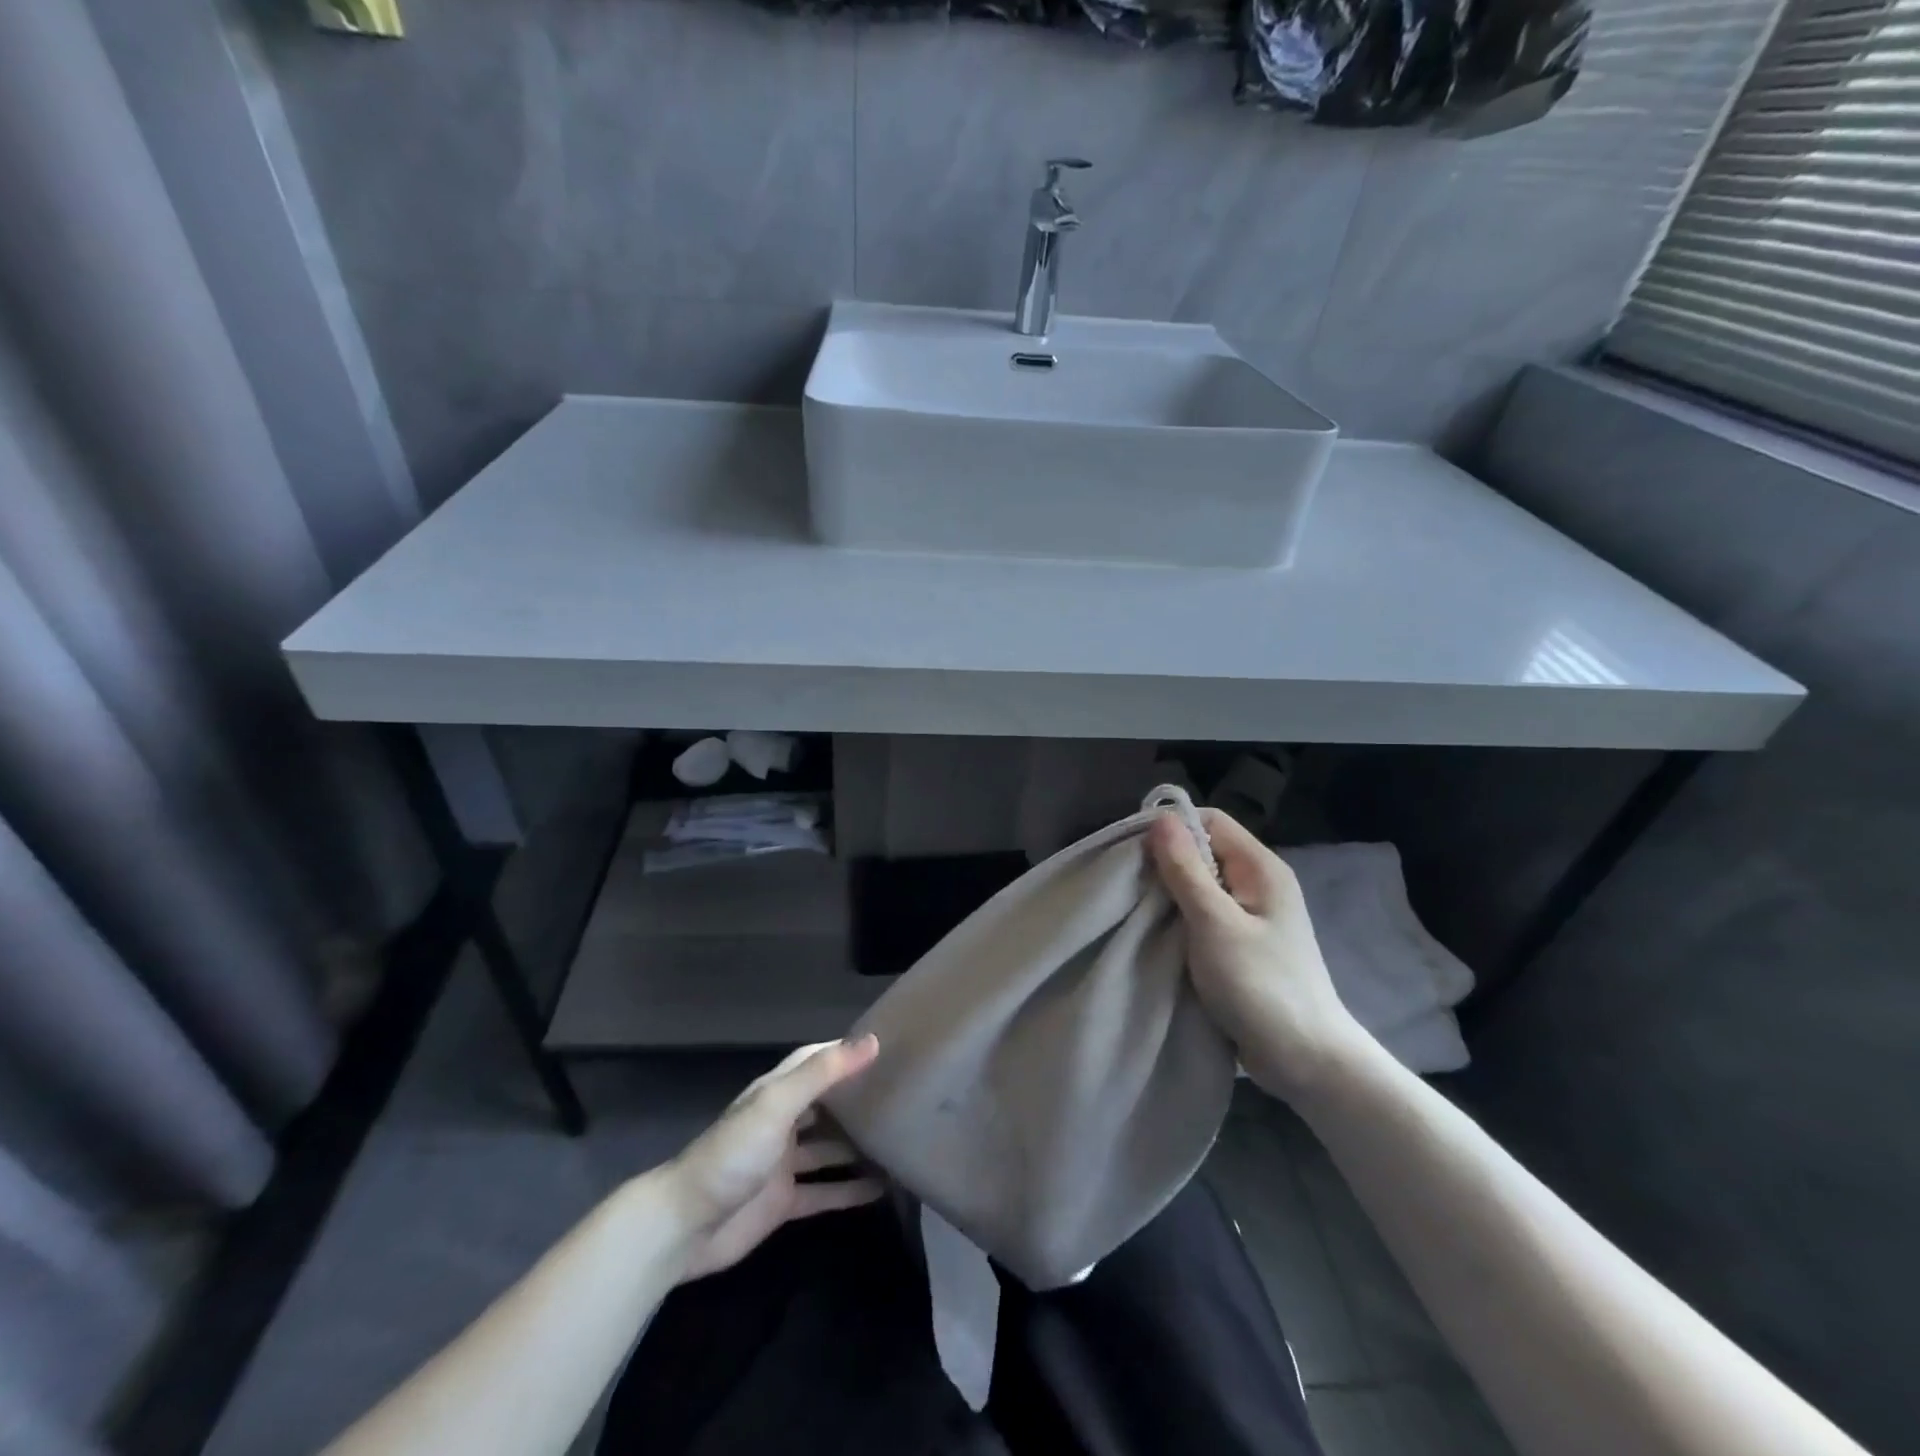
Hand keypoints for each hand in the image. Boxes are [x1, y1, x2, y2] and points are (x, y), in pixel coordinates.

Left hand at [666, 1036, 883, 1281]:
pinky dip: (849, 1191)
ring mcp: (782, 1164)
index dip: (844, 1052)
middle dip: (856, 1099)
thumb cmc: (733, 1153)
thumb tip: (871, 1042)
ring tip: (899, 1143)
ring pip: (828, 1149)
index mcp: (776, 1092)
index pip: (815, 1060)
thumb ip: (823, 1073)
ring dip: (857, 1147)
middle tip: (900, 1097)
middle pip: (825, 1104)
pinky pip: (823, 1192)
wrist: (685, 1226)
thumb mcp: (778, 1103)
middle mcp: (781, 1122)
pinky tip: (881, 1191)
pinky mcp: (783, 1203)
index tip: (884, 1048)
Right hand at [1148, 809, 1371, 1102]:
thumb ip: (1186, 870)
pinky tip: (1159, 933)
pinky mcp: (1242, 944)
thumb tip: (1160, 818)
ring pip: (1200, 886)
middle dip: (1165, 862)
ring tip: (1138, 909)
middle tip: (1129, 884)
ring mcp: (1252, 916)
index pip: (1210, 821)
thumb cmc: (1260, 985)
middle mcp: (1259, 883)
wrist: (1306, 1060)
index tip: (1134, 851)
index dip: (1171, 828)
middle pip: (1203, 851)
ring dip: (1170, 894)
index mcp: (1261, 868)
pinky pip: (1204, 915)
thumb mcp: (1214, 923)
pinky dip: (1180, 919)